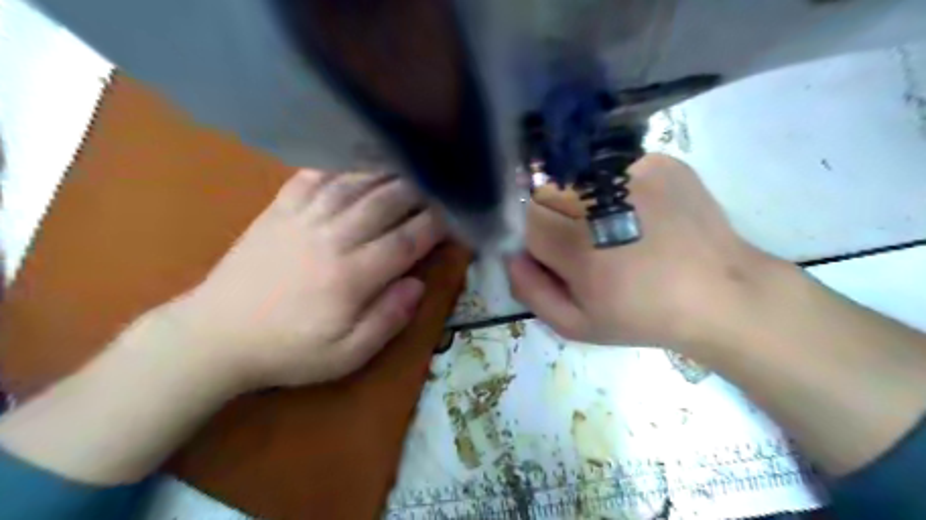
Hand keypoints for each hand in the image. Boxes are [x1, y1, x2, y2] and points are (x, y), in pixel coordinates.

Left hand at [161, 169, 444, 389]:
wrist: (216, 336)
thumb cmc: (288, 350)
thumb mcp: (346, 355)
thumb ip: (387, 319)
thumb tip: (417, 284)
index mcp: (352, 275)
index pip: (405, 241)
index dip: (434, 226)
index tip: (452, 218)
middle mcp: (332, 238)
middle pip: (384, 203)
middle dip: (417, 193)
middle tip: (436, 188)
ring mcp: (302, 218)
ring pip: (354, 184)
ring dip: (385, 174)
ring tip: (407, 170)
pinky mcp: (278, 210)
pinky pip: (314, 177)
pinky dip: (340, 167)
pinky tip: (355, 165)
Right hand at [506, 155, 774, 349]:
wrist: (720, 294)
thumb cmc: (642, 316)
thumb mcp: (577, 325)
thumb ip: (531, 291)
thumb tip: (510, 255)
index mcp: (579, 248)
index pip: (525, 219)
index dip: (535, 237)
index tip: (554, 254)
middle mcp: (602, 202)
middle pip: (547, 193)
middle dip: (554, 218)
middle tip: (584, 244)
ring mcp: (634, 175)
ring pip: (576, 178)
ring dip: (581, 202)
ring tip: (613, 228)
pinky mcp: (660, 161)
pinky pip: (612, 170)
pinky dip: (614, 189)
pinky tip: (640, 213)